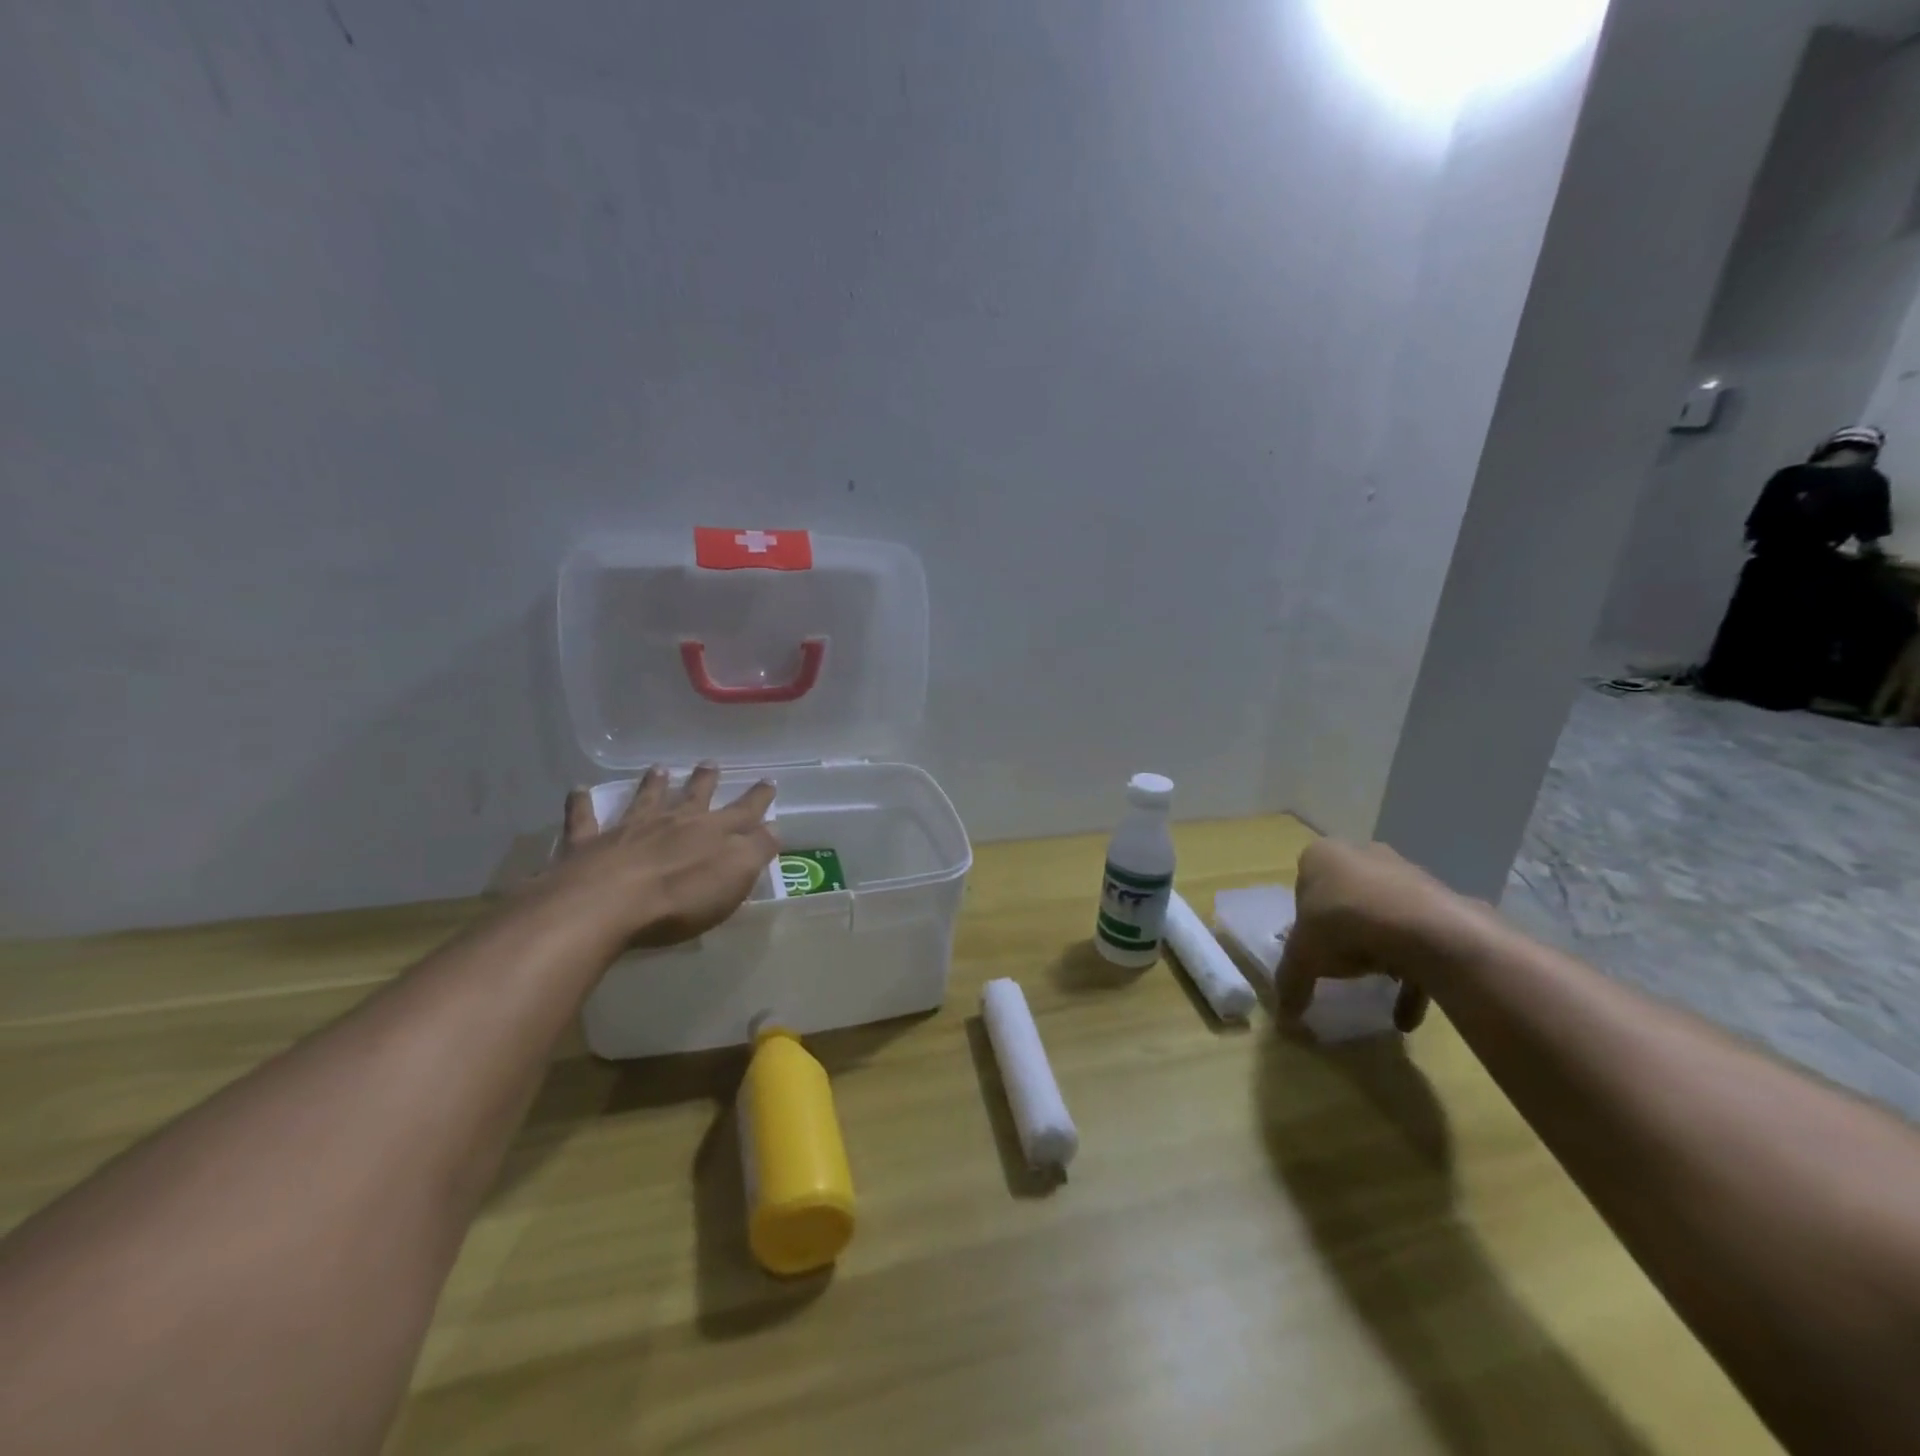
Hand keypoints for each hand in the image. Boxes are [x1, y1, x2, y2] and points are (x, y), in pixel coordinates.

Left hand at [543, 763, 777, 949]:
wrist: (606, 905)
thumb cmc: (680, 898)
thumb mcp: (735, 877)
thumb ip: (756, 850)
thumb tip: (773, 827)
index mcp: (712, 833)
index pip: (743, 812)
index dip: (758, 798)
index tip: (768, 781)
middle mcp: (672, 823)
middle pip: (693, 797)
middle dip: (705, 781)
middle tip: (711, 762)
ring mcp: (629, 830)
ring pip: (645, 800)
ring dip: (653, 784)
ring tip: (658, 768)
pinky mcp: (589, 845)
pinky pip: (585, 819)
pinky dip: (581, 804)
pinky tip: (578, 790)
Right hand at [1276, 839, 1489, 1033]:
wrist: (1425, 928)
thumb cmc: (1344, 924)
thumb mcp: (1303, 956)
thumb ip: (1291, 981)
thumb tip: (1284, 1019)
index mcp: (1322, 857)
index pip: (1304, 887)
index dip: (1304, 921)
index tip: (1309, 948)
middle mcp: (1363, 855)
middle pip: (1345, 899)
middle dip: (1344, 933)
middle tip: (1340, 964)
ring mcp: (1406, 876)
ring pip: (1385, 918)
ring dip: (1381, 955)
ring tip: (1375, 990)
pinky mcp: (1440, 903)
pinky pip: (1420, 940)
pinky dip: (1413, 976)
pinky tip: (1406, 1016)